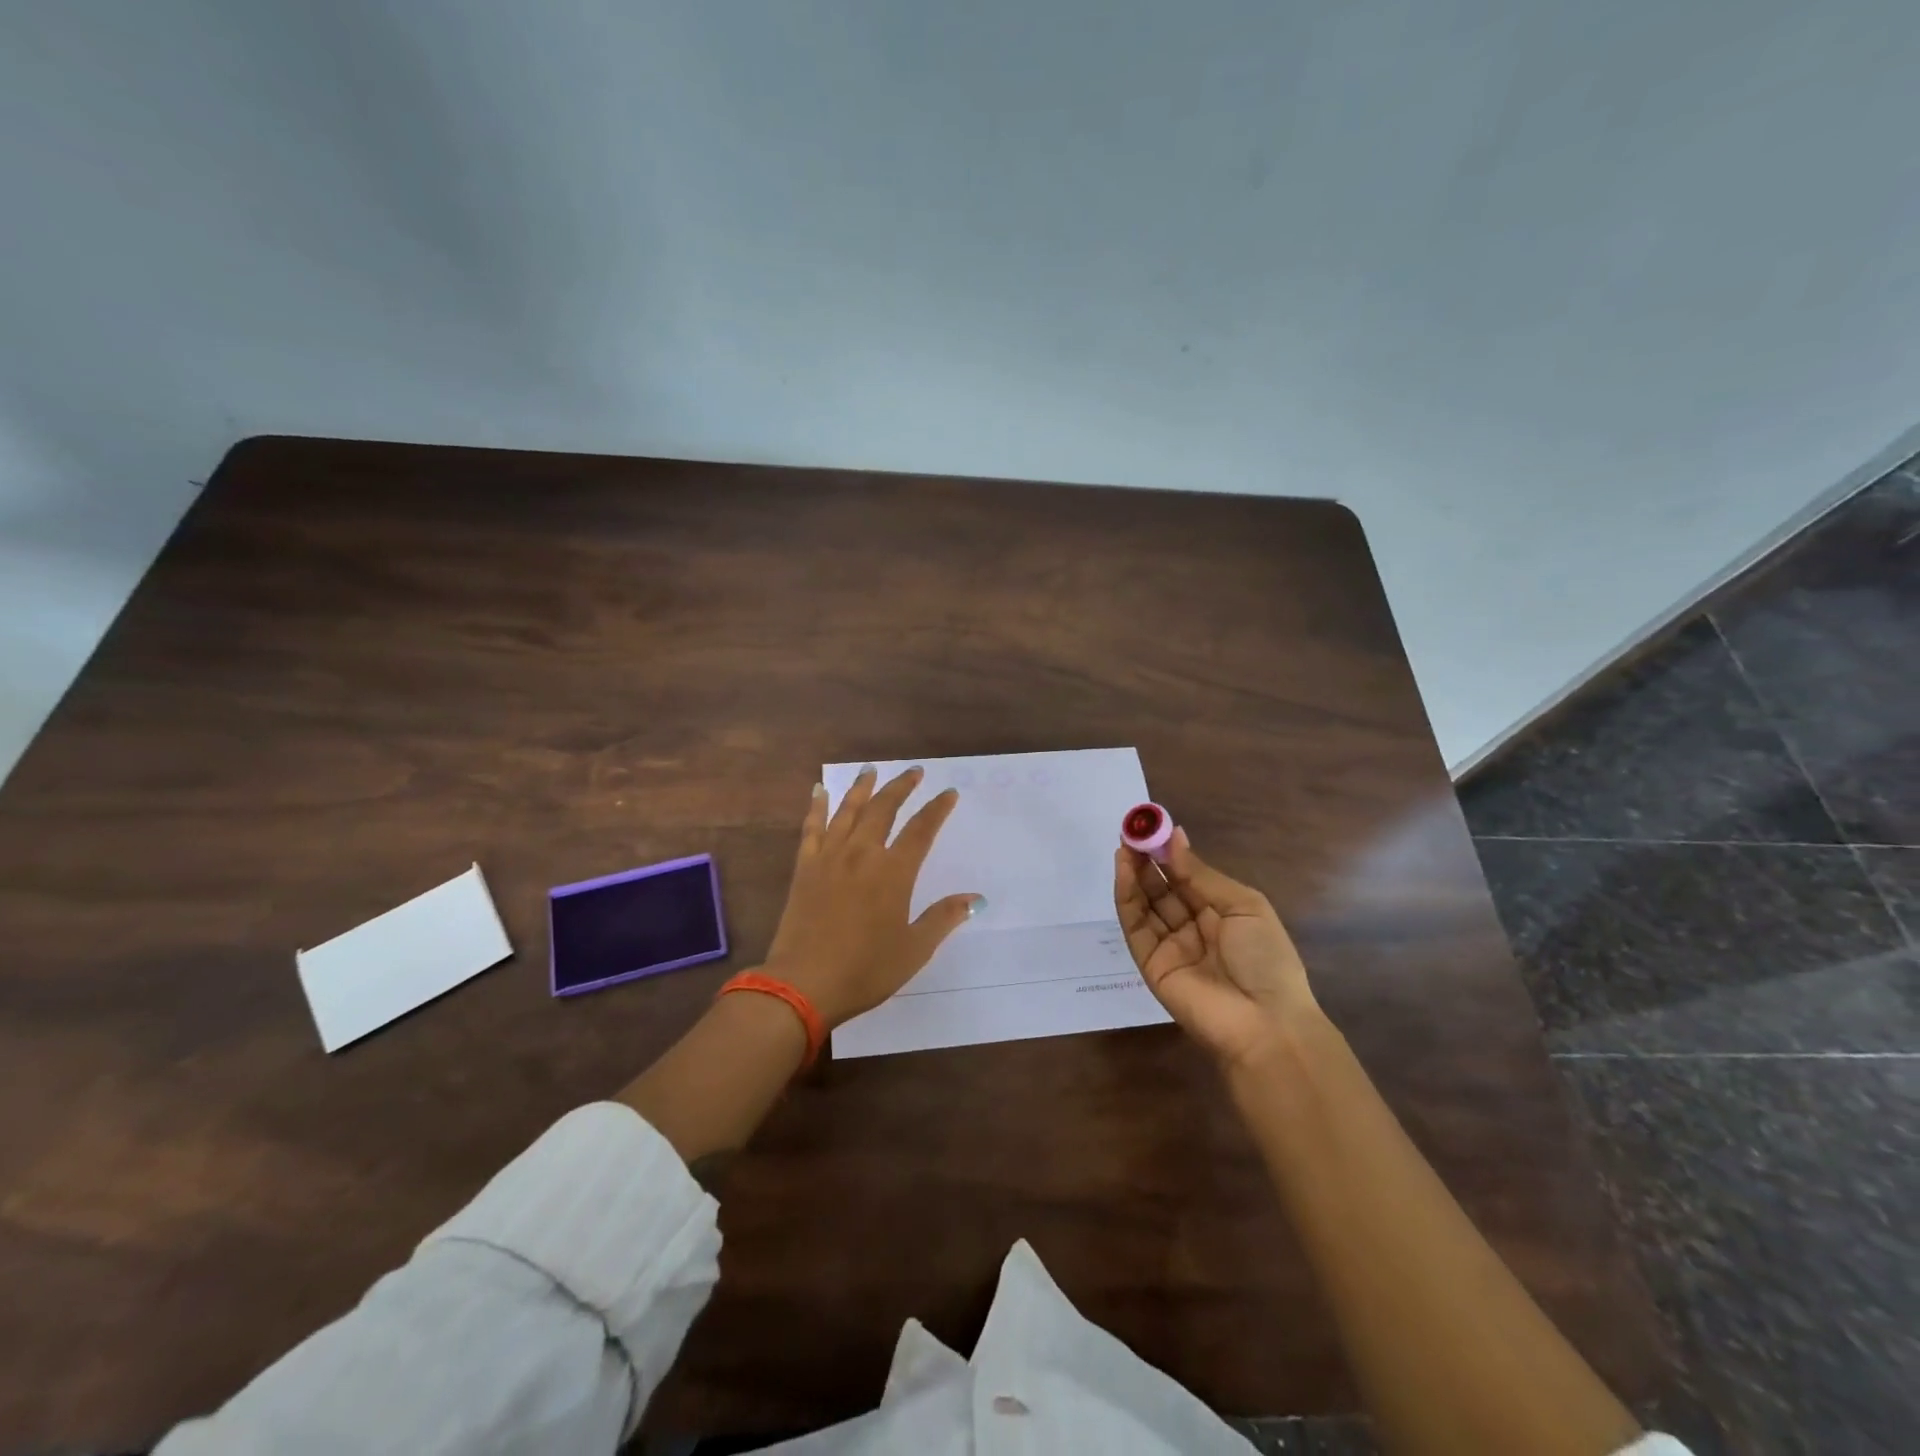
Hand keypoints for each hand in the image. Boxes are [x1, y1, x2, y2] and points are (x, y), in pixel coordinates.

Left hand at [763, 765, 981, 1028]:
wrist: (803, 984)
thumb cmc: (865, 970)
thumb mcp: (914, 950)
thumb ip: (943, 918)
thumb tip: (976, 899)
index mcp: (893, 872)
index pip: (921, 830)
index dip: (937, 809)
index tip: (948, 793)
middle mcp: (862, 854)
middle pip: (884, 809)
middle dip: (901, 787)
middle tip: (914, 771)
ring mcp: (830, 858)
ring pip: (848, 811)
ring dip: (862, 787)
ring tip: (871, 769)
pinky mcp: (804, 868)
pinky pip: (811, 828)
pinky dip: (817, 806)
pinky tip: (819, 791)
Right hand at [1114, 826, 1317, 1069]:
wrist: (1265, 1023)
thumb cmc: (1266, 959)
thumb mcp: (1243, 906)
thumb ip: (1201, 875)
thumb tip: (1175, 838)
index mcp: (1221, 914)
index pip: (1188, 877)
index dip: (1170, 853)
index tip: (1152, 826)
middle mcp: (1193, 928)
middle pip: (1163, 889)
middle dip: (1147, 860)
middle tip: (1131, 832)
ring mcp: (1170, 947)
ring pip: (1145, 904)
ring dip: (1134, 874)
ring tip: (1124, 846)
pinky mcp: (1150, 964)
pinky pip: (1136, 927)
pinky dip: (1127, 898)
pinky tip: (1124, 872)